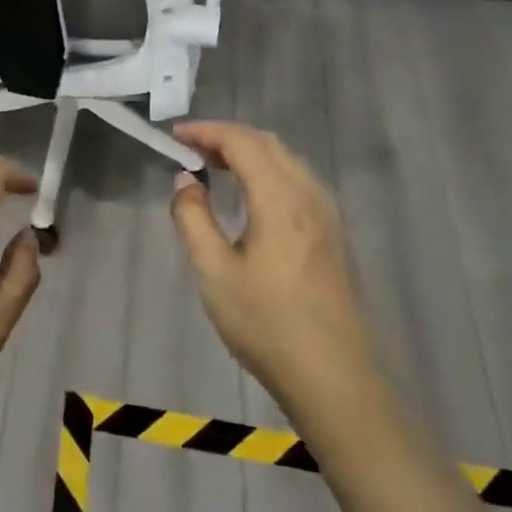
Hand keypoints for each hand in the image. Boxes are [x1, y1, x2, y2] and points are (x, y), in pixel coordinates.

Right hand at [170, 122, 380, 437]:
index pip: (242, 142)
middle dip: (226, 137)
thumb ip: (193, 218)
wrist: (335, 380)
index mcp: (279, 199)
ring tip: (216, 167)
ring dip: (249, 152)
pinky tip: (252, 195)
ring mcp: (327, 215)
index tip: (175, 136)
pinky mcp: (334, 234)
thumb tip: (185, 180)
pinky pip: (298, 180)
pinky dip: (268, 170)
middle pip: (267, 143)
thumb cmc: (267, 325)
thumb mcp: (214, 273)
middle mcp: (308, 196)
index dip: (206, 131)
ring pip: (287, 160)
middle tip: (191, 149)